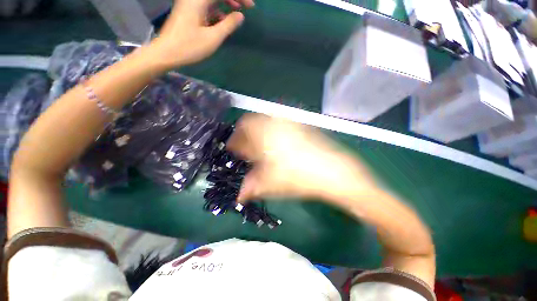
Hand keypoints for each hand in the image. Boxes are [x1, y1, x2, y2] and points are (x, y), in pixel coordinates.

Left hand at [150, 0, 253, 66]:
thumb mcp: (212, 38)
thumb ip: (228, 25)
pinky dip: (217, 11)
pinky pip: (206, 7)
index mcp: (199, 0)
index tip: (250, 6)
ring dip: (225, 4)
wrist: (166, 52)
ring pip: (212, 0)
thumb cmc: (189, 46)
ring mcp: (190, 4)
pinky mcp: (189, 12)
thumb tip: (240, 16)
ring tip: (236, 13)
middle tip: (246, 8)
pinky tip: (222, 21)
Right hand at [227, 114, 378, 202]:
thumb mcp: (270, 185)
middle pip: (251, 121)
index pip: (241, 132)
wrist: (332, 170)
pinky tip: (276, 143)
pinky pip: (279, 122)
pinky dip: (271, 130)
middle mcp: (274, 123)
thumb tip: (240, 195)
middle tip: (245, 148)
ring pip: (265, 120)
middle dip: (244, 134)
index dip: (234, 141)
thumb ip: (251, 187)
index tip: (233, 149)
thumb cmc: (297, 177)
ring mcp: (288, 122)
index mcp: (262, 135)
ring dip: (258, 131)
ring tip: (259, 146)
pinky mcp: (300, 125)